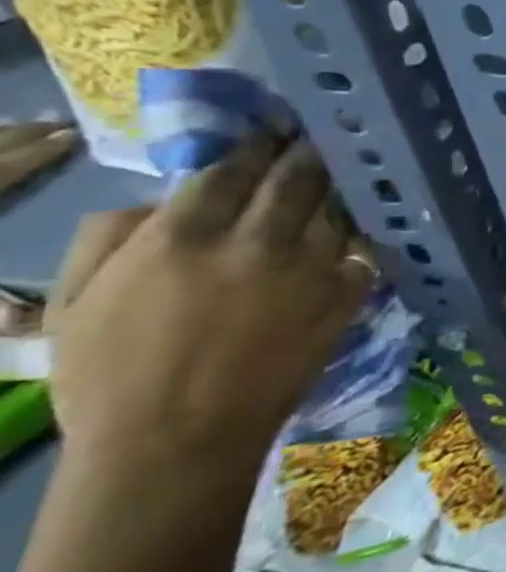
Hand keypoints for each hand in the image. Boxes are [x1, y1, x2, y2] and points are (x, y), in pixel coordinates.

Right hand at [50, 138, 371, 477]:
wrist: (177, 442)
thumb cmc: (108, 377)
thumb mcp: (77, 300)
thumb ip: (113, 235)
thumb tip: (160, 196)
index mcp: (183, 236)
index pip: (230, 168)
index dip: (253, 144)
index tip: (269, 129)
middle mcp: (256, 241)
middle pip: (295, 176)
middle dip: (306, 150)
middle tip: (317, 134)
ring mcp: (311, 266)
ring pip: (334, 207)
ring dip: (336, 188)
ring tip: (342, 171)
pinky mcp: (347, 294)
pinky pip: (363, 249)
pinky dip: (360, 235)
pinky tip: (360, 225)